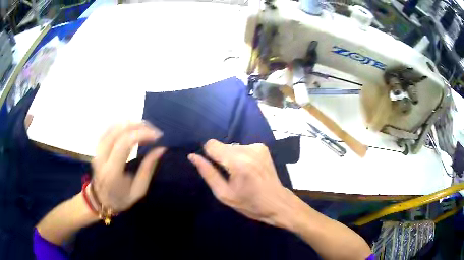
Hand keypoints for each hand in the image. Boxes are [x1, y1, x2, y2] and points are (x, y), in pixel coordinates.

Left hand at [91, 122, 165, 212]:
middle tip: (154, 130)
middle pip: (118, 131)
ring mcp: (97, 151)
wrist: (101, 200)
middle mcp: (102, 158)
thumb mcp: (139, 190)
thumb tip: (160, 148)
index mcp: (112, 172)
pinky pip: (108, 129)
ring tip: (145, 128)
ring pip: (112, 127)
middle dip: (138, 126)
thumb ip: (148, 168)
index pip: (124, 144)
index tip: (157, 136)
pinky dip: (121, 125)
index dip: (141, 134)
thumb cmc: (121, 198)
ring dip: (130, 124)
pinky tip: (131, 127)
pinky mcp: (97, 148)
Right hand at [188, 139, 294, 227]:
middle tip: (230, 176)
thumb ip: (208, 173)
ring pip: (232, 146)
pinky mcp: (262, 147)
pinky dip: (241, 156)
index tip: (215, 169)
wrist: (277, 202)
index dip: (209, 155)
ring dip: (231, 157)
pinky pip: (242, 147)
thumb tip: (193, 156)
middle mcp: (248, 149)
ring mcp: (257, 147)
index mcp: (238, 162)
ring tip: (241, 174)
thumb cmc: (249, 204)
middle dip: (221, 158)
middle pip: (222, 145)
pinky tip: (249, 169)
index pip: (211, 144)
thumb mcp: (224, 194)